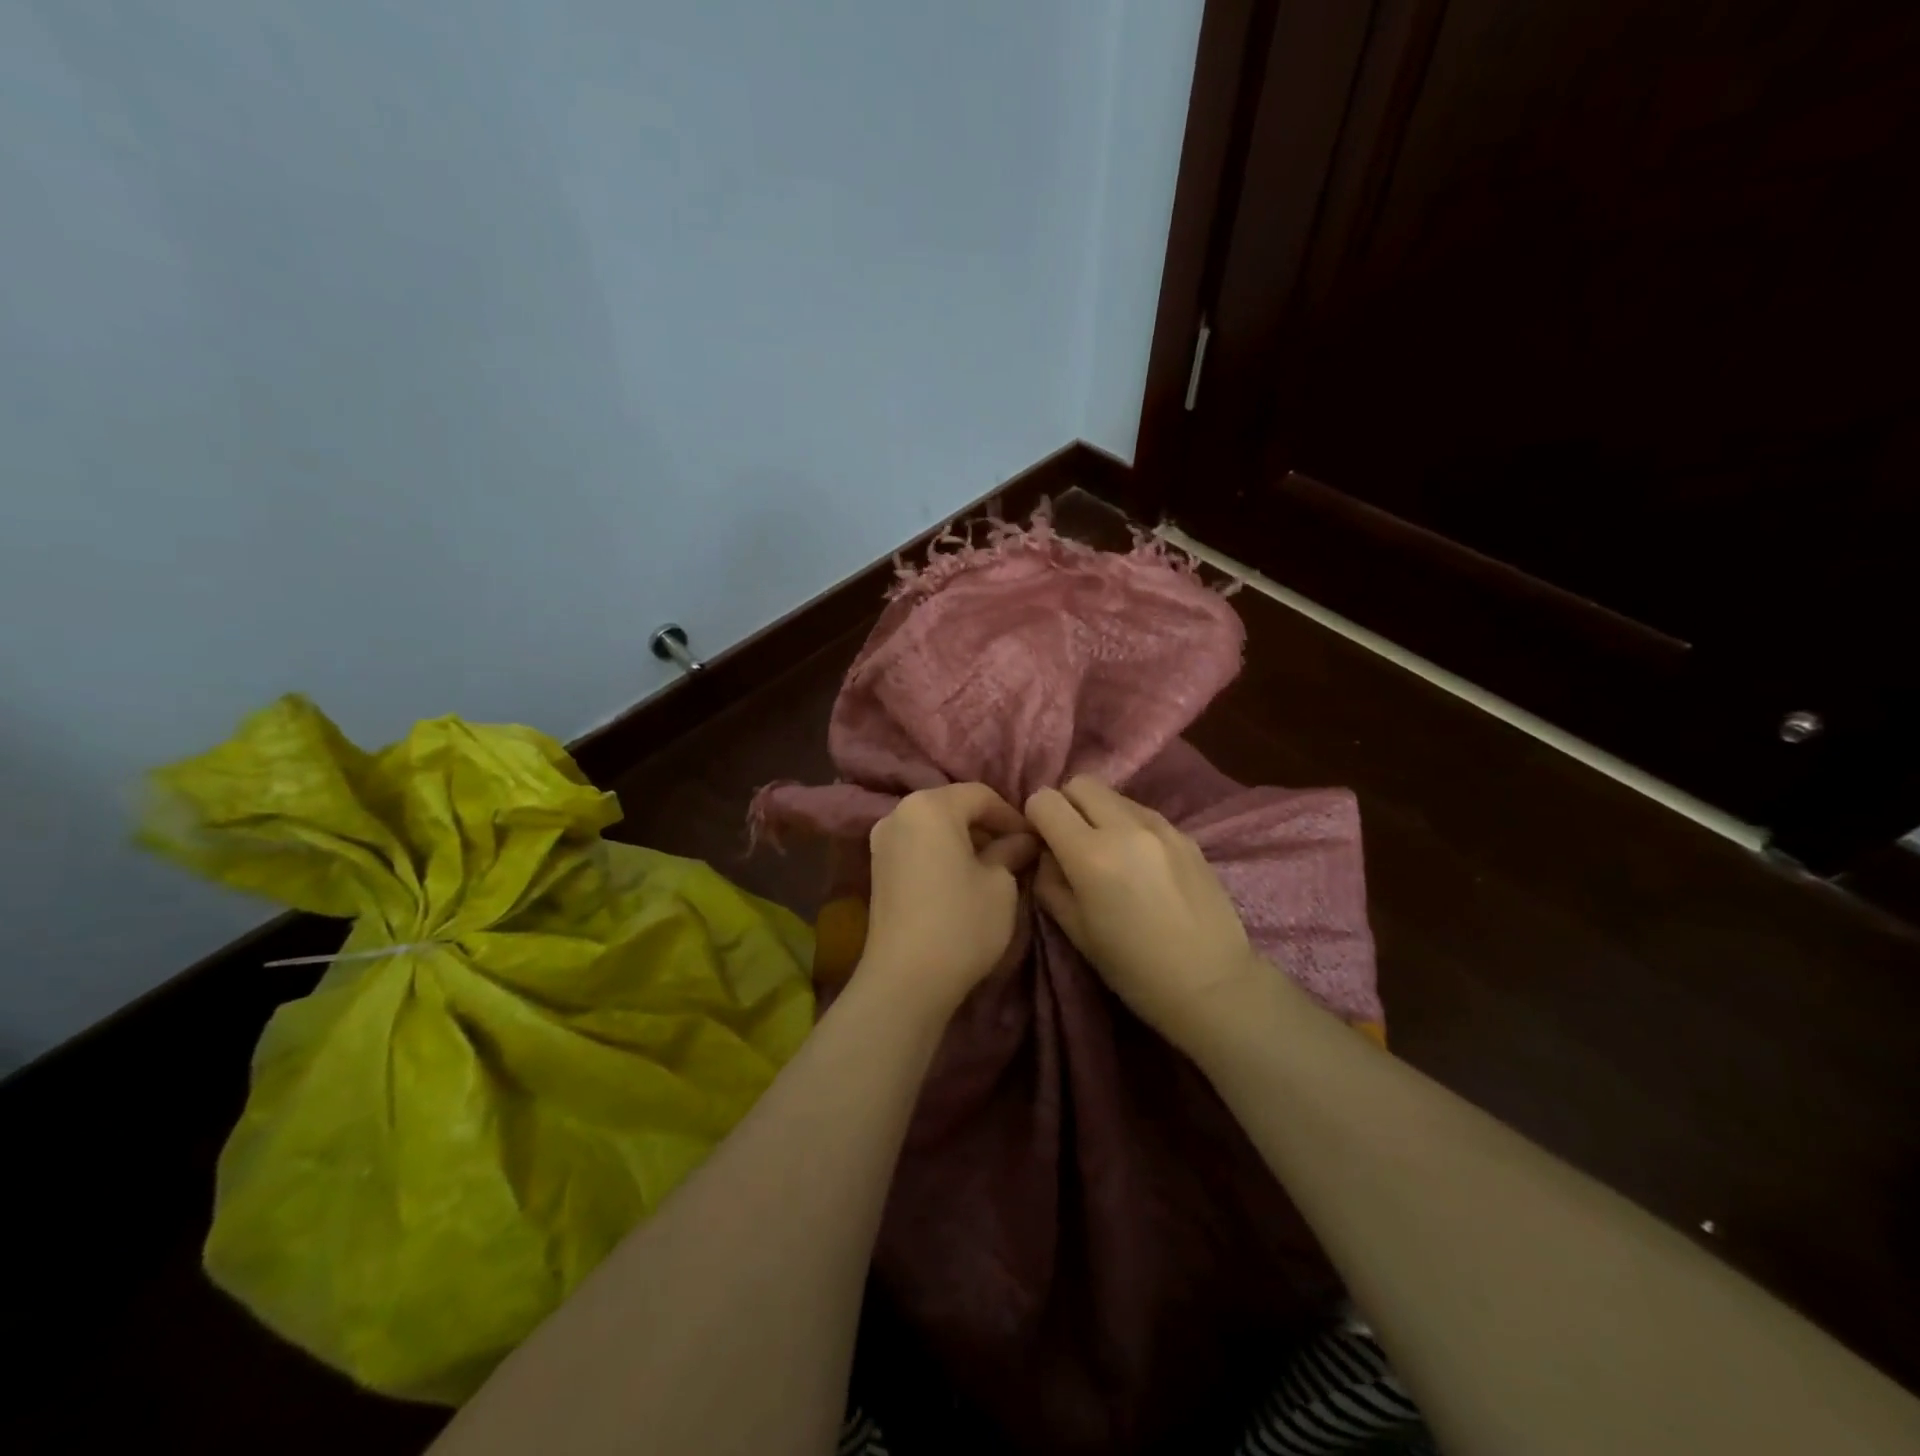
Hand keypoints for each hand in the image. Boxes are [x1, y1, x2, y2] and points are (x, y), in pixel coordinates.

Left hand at [860, 783, 1037, 1016]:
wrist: (905, 980)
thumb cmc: (961, 922)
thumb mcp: (1000, 884)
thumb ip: (1011, 851)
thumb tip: (1023, 840)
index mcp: (929, 806)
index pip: (980, 795)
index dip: (1011, 815)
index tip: (1034, 840)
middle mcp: (899, 814)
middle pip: (953, 806)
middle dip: (987, 825)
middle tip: (1017, 852)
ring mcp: (882, 841)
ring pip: (934, 827)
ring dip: (964, 840)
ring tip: (993, 867)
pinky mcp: (877, 869)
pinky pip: (918, 846)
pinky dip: (942, 853)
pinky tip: (963, 879)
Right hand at [1026, 776, 1264, 1054]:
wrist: (1213, 983)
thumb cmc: (1135, 969)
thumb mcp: (1076, 932)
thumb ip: (1050, 882)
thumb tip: (1046, 854)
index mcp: (1091, 854)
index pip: (1045, 800)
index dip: (1035, 818)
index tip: (1042, 843)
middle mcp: (1125, 827)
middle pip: (1080, 783)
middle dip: (1066, 805)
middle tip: (1070, 841)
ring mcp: (1160, 826)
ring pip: (1113, 794)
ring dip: (1098, 812)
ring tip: (1107, 852)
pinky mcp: (1185, 834)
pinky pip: (1142, 812)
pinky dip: (1128, 824)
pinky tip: (1138, 862)